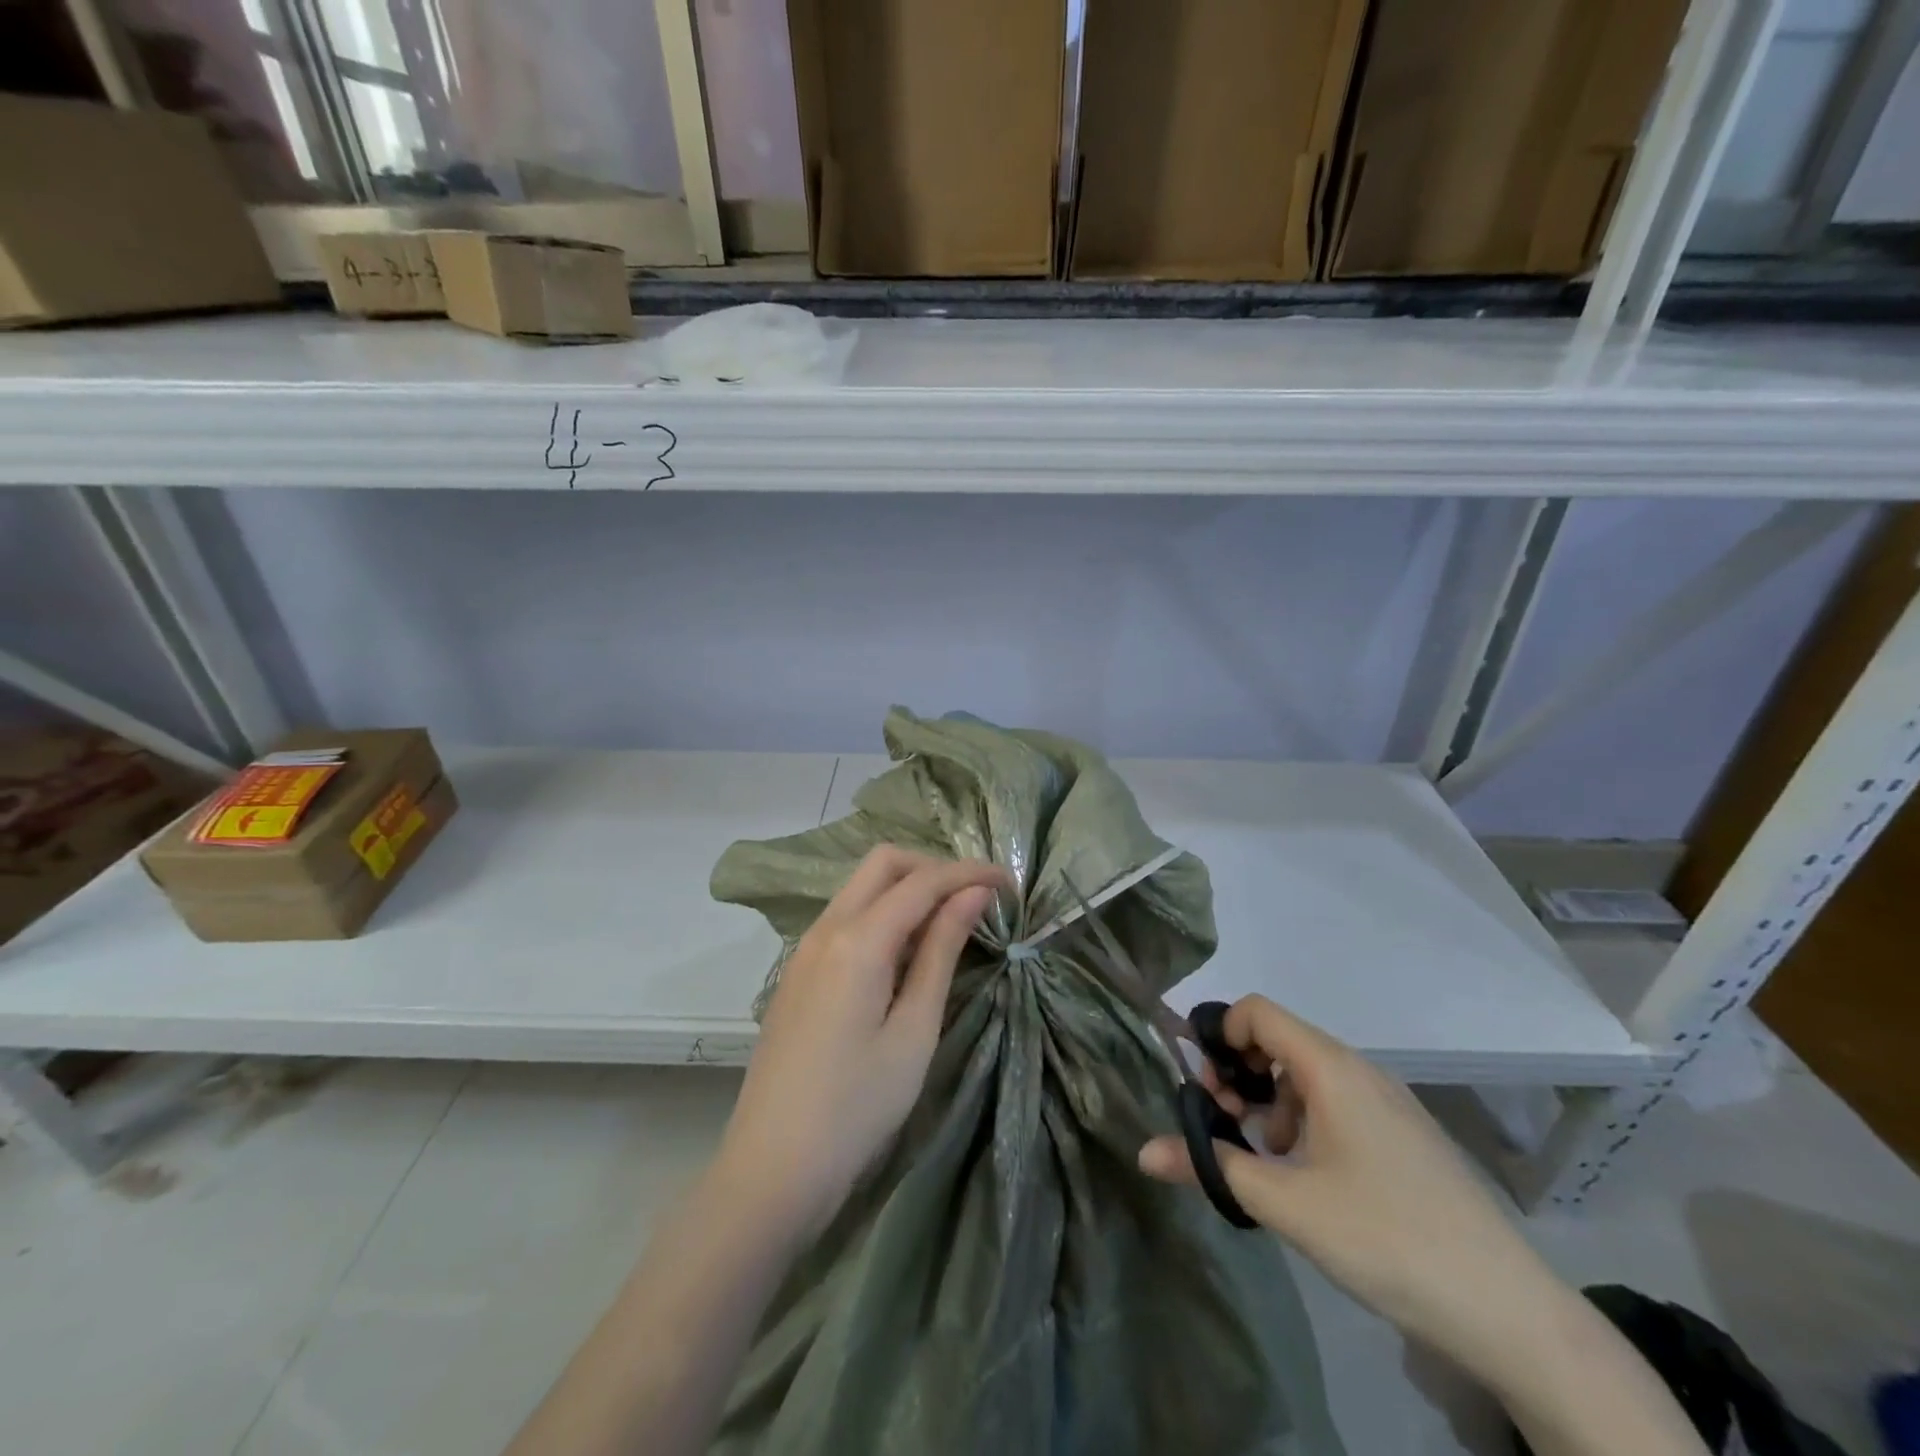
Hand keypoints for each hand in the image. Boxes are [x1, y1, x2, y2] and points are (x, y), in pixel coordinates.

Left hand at [715, 846, 1008, 1243]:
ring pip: (861, 887)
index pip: (922, 881)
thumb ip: (941, 952)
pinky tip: (906, 951)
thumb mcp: (914, 1031)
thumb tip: (972, 895)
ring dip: (907, 888)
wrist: (772, 1169)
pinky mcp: (798, 972)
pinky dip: (882, 913)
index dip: (969, 872)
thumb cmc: (857, 1108)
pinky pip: (846, 917)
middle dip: (933, 867)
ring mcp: (805, 949)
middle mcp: (826, 929)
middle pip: (883, 864)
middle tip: (975, 897)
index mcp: (857, 941)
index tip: (1009, 881)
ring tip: (950, 921)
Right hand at [1138, 995, 1562, 1378]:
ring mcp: (1387, 1101)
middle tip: (1224, 1122)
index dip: (1219, 1034)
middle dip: (1239, 1072)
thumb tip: (1144, 1153)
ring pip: (1306, 1073)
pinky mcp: (1403, 1132)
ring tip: (1264, 1155)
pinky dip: (1304, 1117)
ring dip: (1270, 1099)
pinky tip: (1307, 1173)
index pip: (1258, 1012)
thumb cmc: (1386, 1239)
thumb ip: (1212, 1167)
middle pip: (1279, 1039)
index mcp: (1331, 1068)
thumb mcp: (1287, 1204)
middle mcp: (1359, 1070)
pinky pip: (1336, 1099)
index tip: (1201, 1084)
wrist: (1509, 1311)